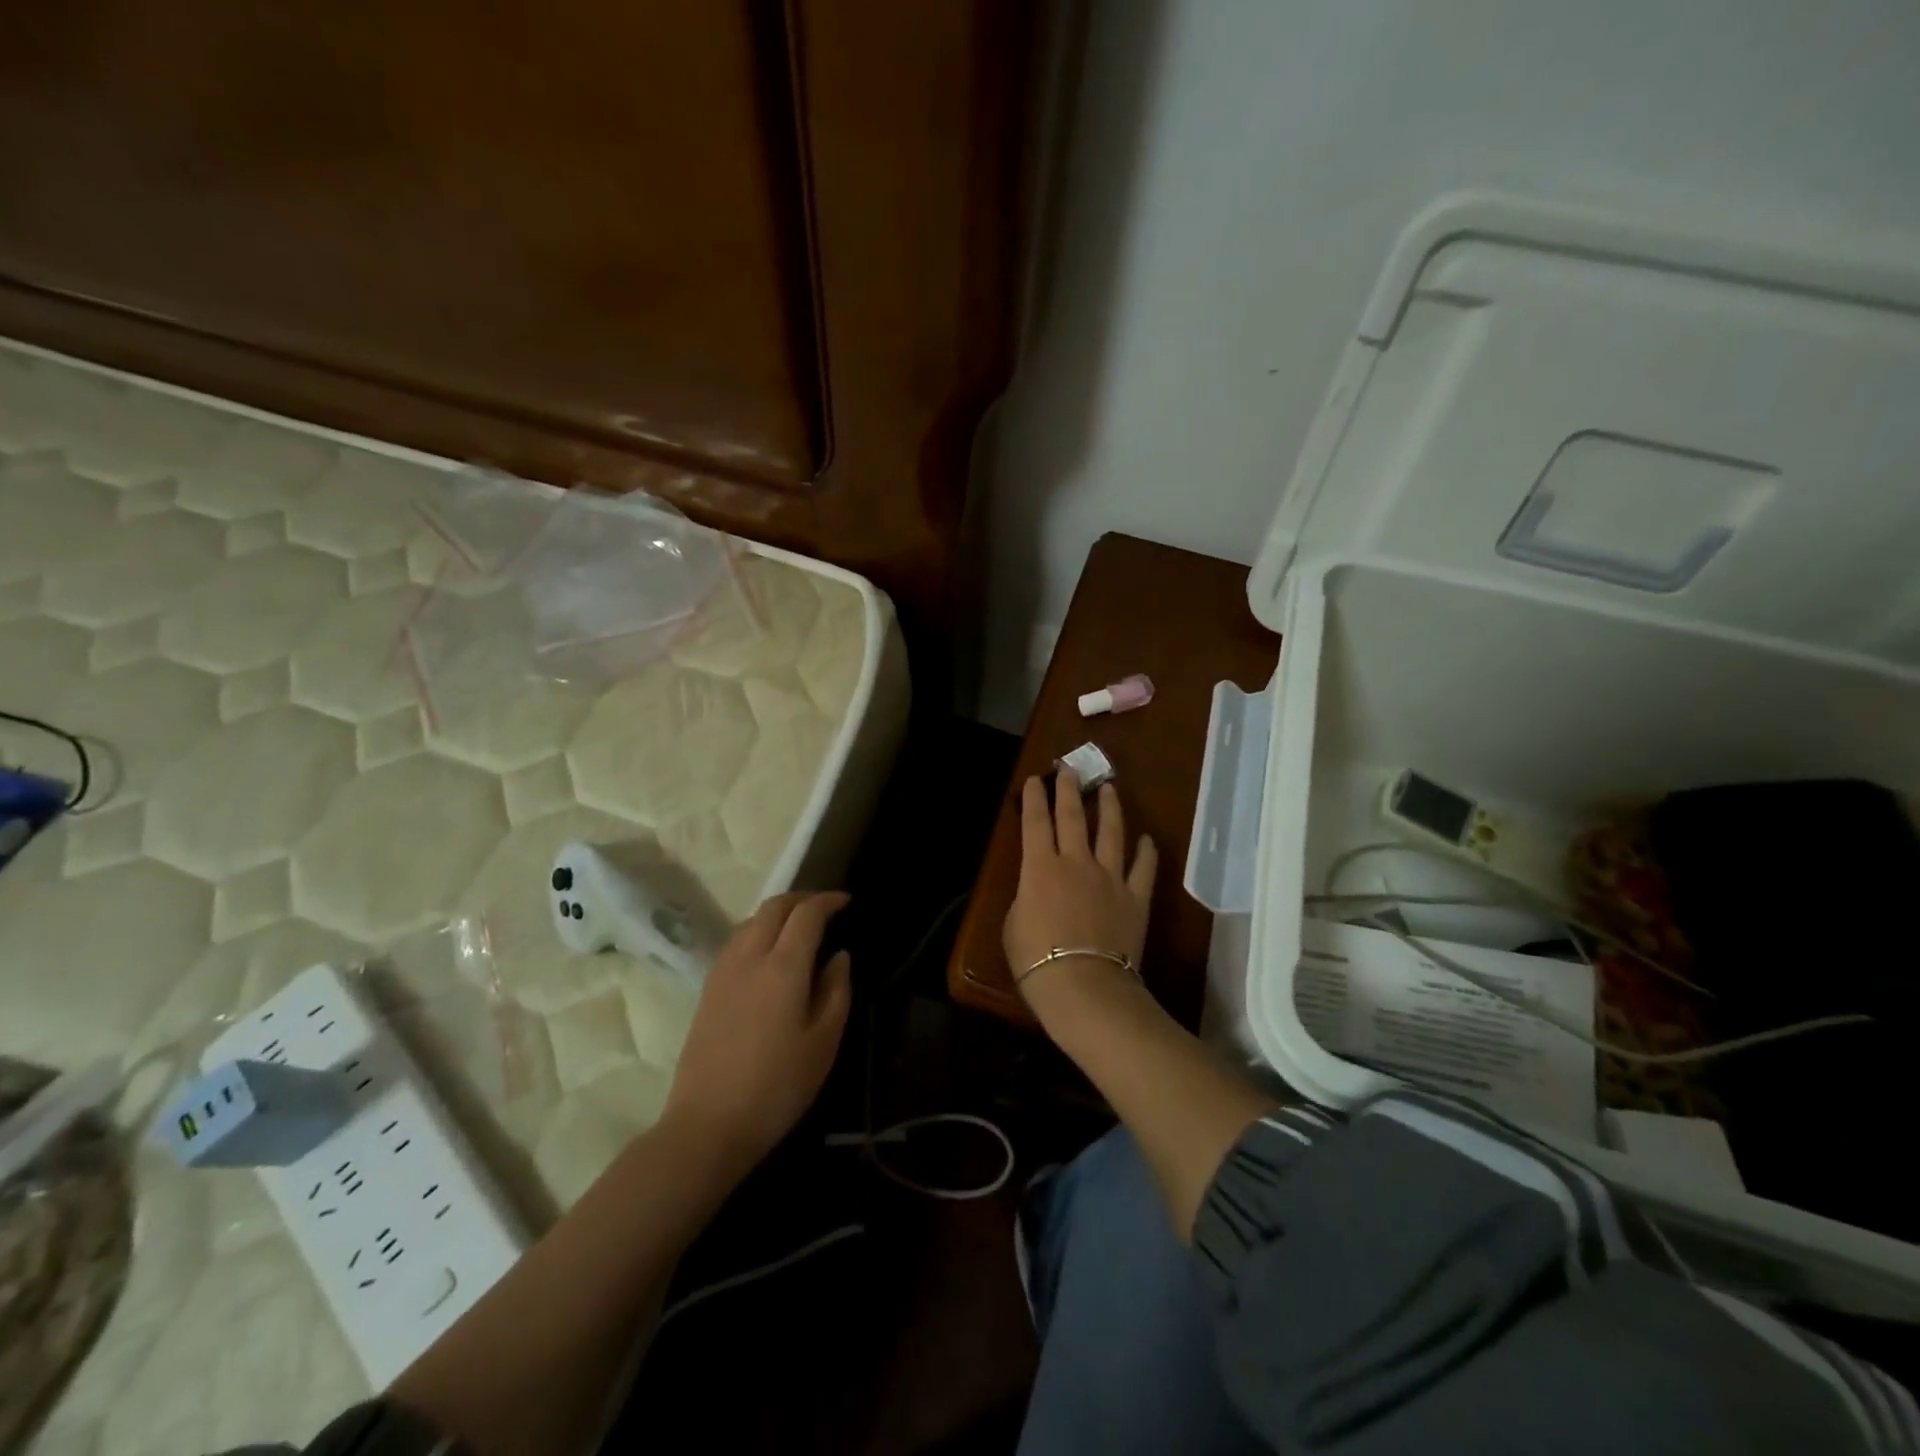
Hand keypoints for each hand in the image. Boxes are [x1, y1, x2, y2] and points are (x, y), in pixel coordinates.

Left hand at [661, 891, 851, 1174]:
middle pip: (773, 907)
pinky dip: (758, 931)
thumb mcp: (824, 1042)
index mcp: (783, 966)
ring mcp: (723, 971)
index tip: (847, 902)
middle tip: (825, 908)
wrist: (707, 1125)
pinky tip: (769, 954)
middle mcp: (749, 957)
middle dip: (801, 899)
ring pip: (751, 921)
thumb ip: (836, 990)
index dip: (828, 901)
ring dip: (777, 913)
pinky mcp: (708, 989)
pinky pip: (737, 941)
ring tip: (799, 928)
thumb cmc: (777, 1086)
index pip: (806, 914)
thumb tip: (839, 957)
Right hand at [1004, 771, 1157, 1012]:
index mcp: (1039, 867)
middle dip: (1069, 789)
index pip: (1035, 822)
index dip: (1034, 798)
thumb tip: (1037, 888)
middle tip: (1069, 769)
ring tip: (1109, 788)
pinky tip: (1148, 839)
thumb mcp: (1013, 925)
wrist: (1084, 986)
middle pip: (1074, 816)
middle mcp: (1076, 862)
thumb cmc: (1036, 960)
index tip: (1036, 779)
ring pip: (1112, 833)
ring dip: (1110, 808)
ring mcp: (1110, 878)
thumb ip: (1026, 897)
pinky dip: (1146, 852)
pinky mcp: (1135, 898)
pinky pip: (1143, 869)